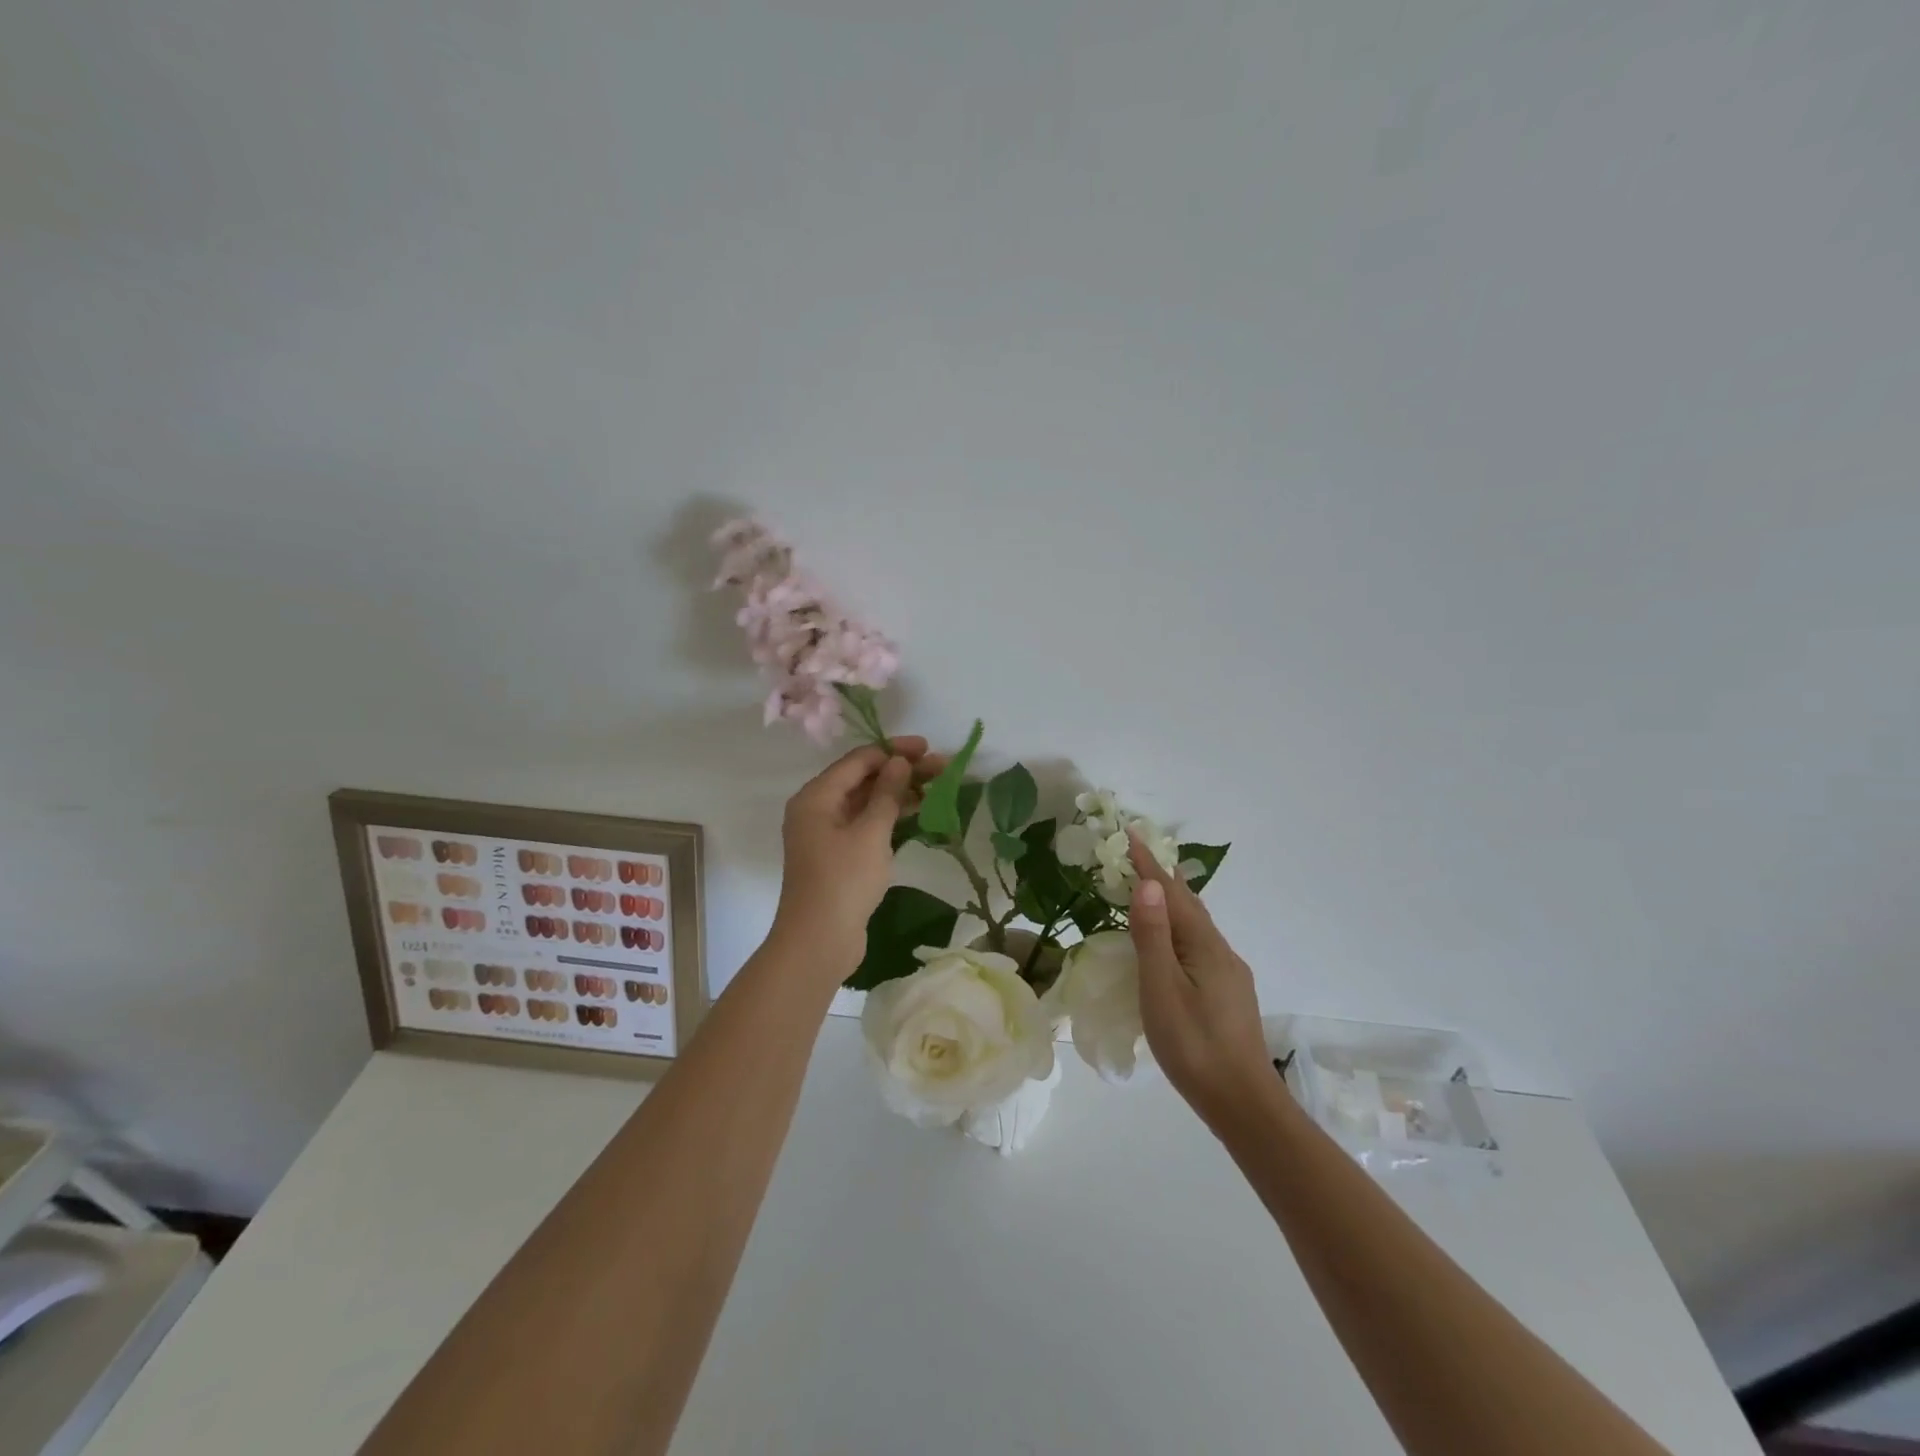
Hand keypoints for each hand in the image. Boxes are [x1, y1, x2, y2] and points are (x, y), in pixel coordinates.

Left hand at [772, 738, 944, 974]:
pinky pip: (866, 824)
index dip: (893, 751)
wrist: (819, 941)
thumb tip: (899, 762)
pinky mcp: (838, 856)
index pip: (858, 761)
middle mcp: (817, 809)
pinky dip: (889, 817)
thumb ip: (887, 793)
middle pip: (862, 779)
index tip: (927, 748)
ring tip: (937, 789)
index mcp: (816, 797)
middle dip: (901, 771)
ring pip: (866, 802)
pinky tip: (918, 813)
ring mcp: (827, 834)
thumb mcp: (870, 833)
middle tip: (941, 768)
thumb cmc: (843, 881)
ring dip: (899, 793)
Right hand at [1126, 831, 1271, 1126]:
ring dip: (1172, 904)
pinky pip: (1199, 946)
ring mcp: (1229, 974)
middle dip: (1162, 878)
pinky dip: (1180, 930)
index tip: (1130, 833)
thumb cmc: (1194, 1045)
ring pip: (1197, 927)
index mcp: (1204, 945)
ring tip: (1151, 894)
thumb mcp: (1162, 989)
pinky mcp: (1228, 994)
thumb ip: (1153, 937)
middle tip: (1137, 857)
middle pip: (1189, 905)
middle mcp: (1221, 951)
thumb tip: (1148, 884)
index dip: (1149, 864)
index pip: (1171, 893)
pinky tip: (1173, 946)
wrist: (1243, 1103)